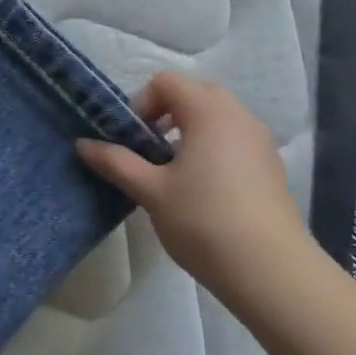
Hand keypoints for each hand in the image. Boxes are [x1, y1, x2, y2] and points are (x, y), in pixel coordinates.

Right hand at [76, 72, 320, 301]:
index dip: (141, 104)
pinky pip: (234, 140)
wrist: (272, 272)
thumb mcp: (151, 191)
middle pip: (194, 94)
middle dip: (164, 115)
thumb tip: (83, 144)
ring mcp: (260, 141)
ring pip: (217, 118)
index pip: (166, 82)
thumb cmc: (204, 221)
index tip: (131, 141)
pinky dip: (213, 150)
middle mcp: (238, 115)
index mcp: (209, 111)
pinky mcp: (271, 167)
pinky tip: (203, 192)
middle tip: (148, 152)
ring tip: (173, 174)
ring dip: (189, 132)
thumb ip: (116, 162)